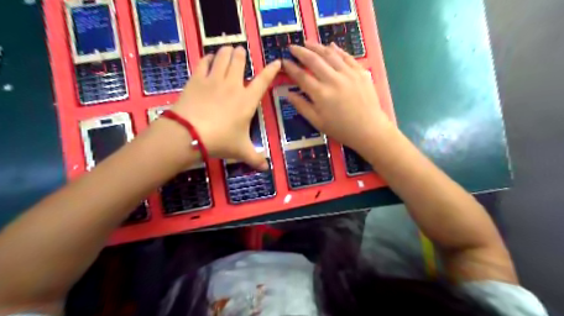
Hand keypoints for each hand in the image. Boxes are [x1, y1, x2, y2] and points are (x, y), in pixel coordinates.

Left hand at [169, 46, 279, 169]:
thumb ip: (255, 158)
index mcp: (247, 100)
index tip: (276, 61)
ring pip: (223, 56)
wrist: (190, 134)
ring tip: (228, 50)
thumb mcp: (241, 151)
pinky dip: (208, 58)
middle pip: (240, 60)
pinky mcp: (197, 79)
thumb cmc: (220, 140)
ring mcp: (214, 80)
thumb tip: (266, 169)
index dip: (271, 70)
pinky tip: (209, 58)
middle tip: (241, 52)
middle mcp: (233, 85)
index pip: (263, 80)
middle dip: (242, 54)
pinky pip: (204, 62)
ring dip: (227, 51)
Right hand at [282, 41, 392, 154]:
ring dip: (317, 47)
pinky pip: (347, 56)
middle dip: (301, 52)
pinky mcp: (360, 72)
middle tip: (292, 47)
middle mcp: (333, 79)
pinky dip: (337, 50)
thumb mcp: (317, 122)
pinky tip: (330, 46)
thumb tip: (288, 94)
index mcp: (321, 94)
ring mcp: (348, 73)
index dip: (291, 68)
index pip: (301, 76)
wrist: (369, 129)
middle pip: (314, 60)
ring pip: (330, 55)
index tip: (283, 61)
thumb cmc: (341, 129)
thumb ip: (302, 106)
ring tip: (307, 43)